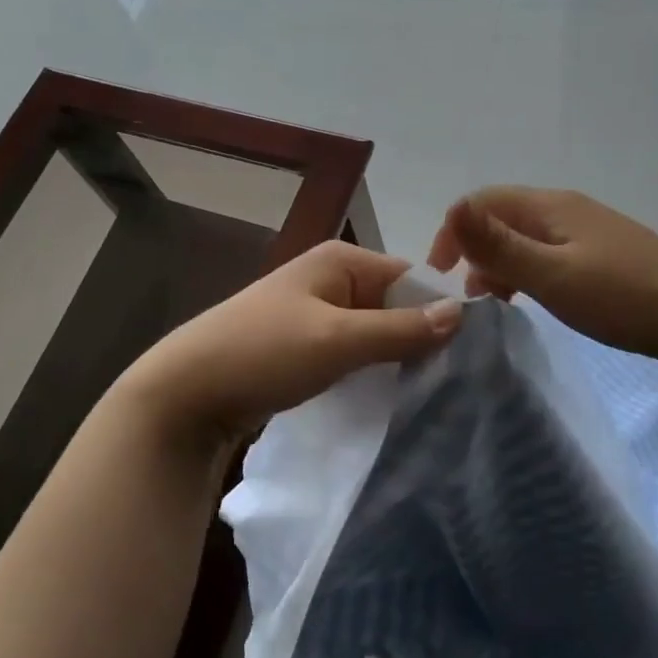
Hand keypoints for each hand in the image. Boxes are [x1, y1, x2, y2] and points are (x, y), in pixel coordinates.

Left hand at [126, 240, 461, 444]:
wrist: (186, 393)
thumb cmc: (264, 352)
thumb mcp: (338, 340)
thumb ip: (400, 328)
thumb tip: (462, 313)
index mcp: (341, 260)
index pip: (411, 277)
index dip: (440, 310)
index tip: (472, 354)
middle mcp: (331, 278)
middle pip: (394, 304)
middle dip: (419, 338)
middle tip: (454, 381)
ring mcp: (315, 312)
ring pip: (374, 331)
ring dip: (395, 358)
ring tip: (429, 393)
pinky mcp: (304, 345)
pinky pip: (351, 351)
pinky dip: (369, 370)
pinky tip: (389, 397)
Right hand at [427, 186, 657, 367]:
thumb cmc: (621, 297)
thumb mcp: (552, 274)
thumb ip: (499, 245)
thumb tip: (452, 209)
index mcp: (549, 206)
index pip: (482, 201)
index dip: (453, 230)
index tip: (441, 274)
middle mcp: (565, 209)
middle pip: (503, 216)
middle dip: (474, 248)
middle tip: (467, 293)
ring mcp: (588, 230)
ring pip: (526, 237)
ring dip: (500, 262)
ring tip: (493, 300)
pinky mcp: (604, 254)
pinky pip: (549, 253)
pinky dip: (528, 271)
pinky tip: (533, 299)